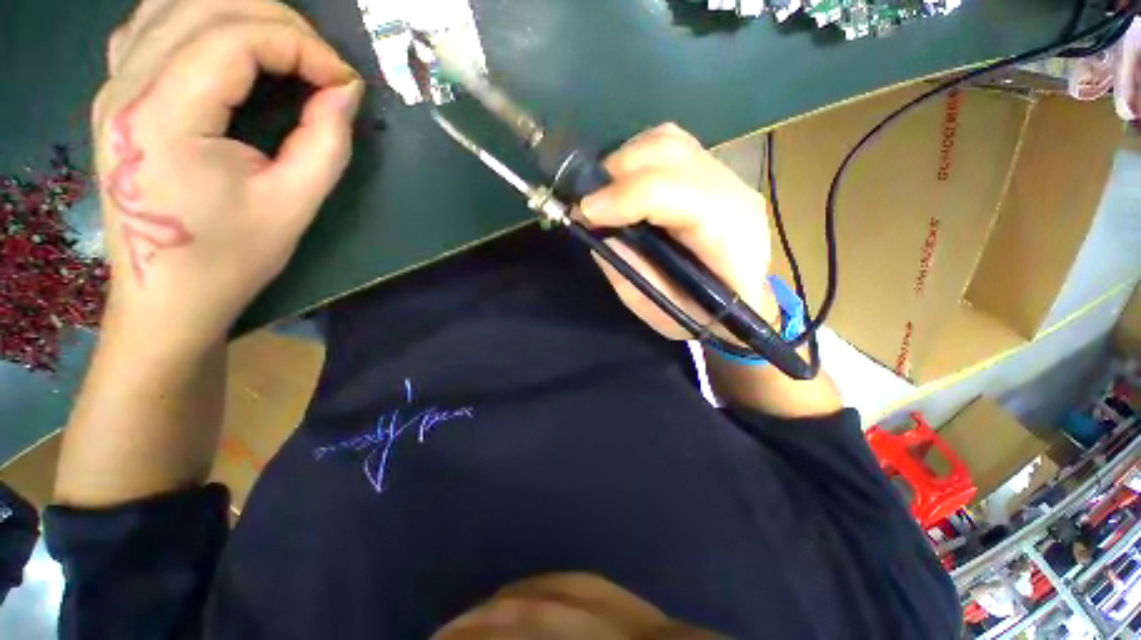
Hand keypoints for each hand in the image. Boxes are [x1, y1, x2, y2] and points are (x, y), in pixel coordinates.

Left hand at [92, 0, 362, 353]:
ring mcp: (113, 86)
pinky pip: (151, 24)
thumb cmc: (230, 258)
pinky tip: (227, 42)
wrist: (165, 297)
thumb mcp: (294, 205)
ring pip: (175, 3)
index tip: (345, 83)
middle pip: (207, 6)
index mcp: (164, 118)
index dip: (304, 48)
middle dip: (280, 23)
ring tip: (286, 48)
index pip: (237, 39)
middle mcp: (127, 86)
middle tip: (323, 65)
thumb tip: (345, 92)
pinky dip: (198, 17)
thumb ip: (326, 142)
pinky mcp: (115, 94)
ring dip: (241, 13)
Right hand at [580, 124, 777, 341]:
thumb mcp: (661, 310)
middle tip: (589, 207)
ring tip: (605, 196)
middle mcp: (732, 192)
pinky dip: (637, 158)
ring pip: (667, 140)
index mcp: (728, 233)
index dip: (622, 197)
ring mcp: (724, 176)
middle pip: (668, 153)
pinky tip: (626, 185)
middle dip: (616, 174)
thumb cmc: (704, 317)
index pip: (671, 192)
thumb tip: (599, 231)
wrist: (742, 303)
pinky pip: (669, 145)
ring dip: (624, 162)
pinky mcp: (711, 172)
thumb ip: (630, 272)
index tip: (584, 214)